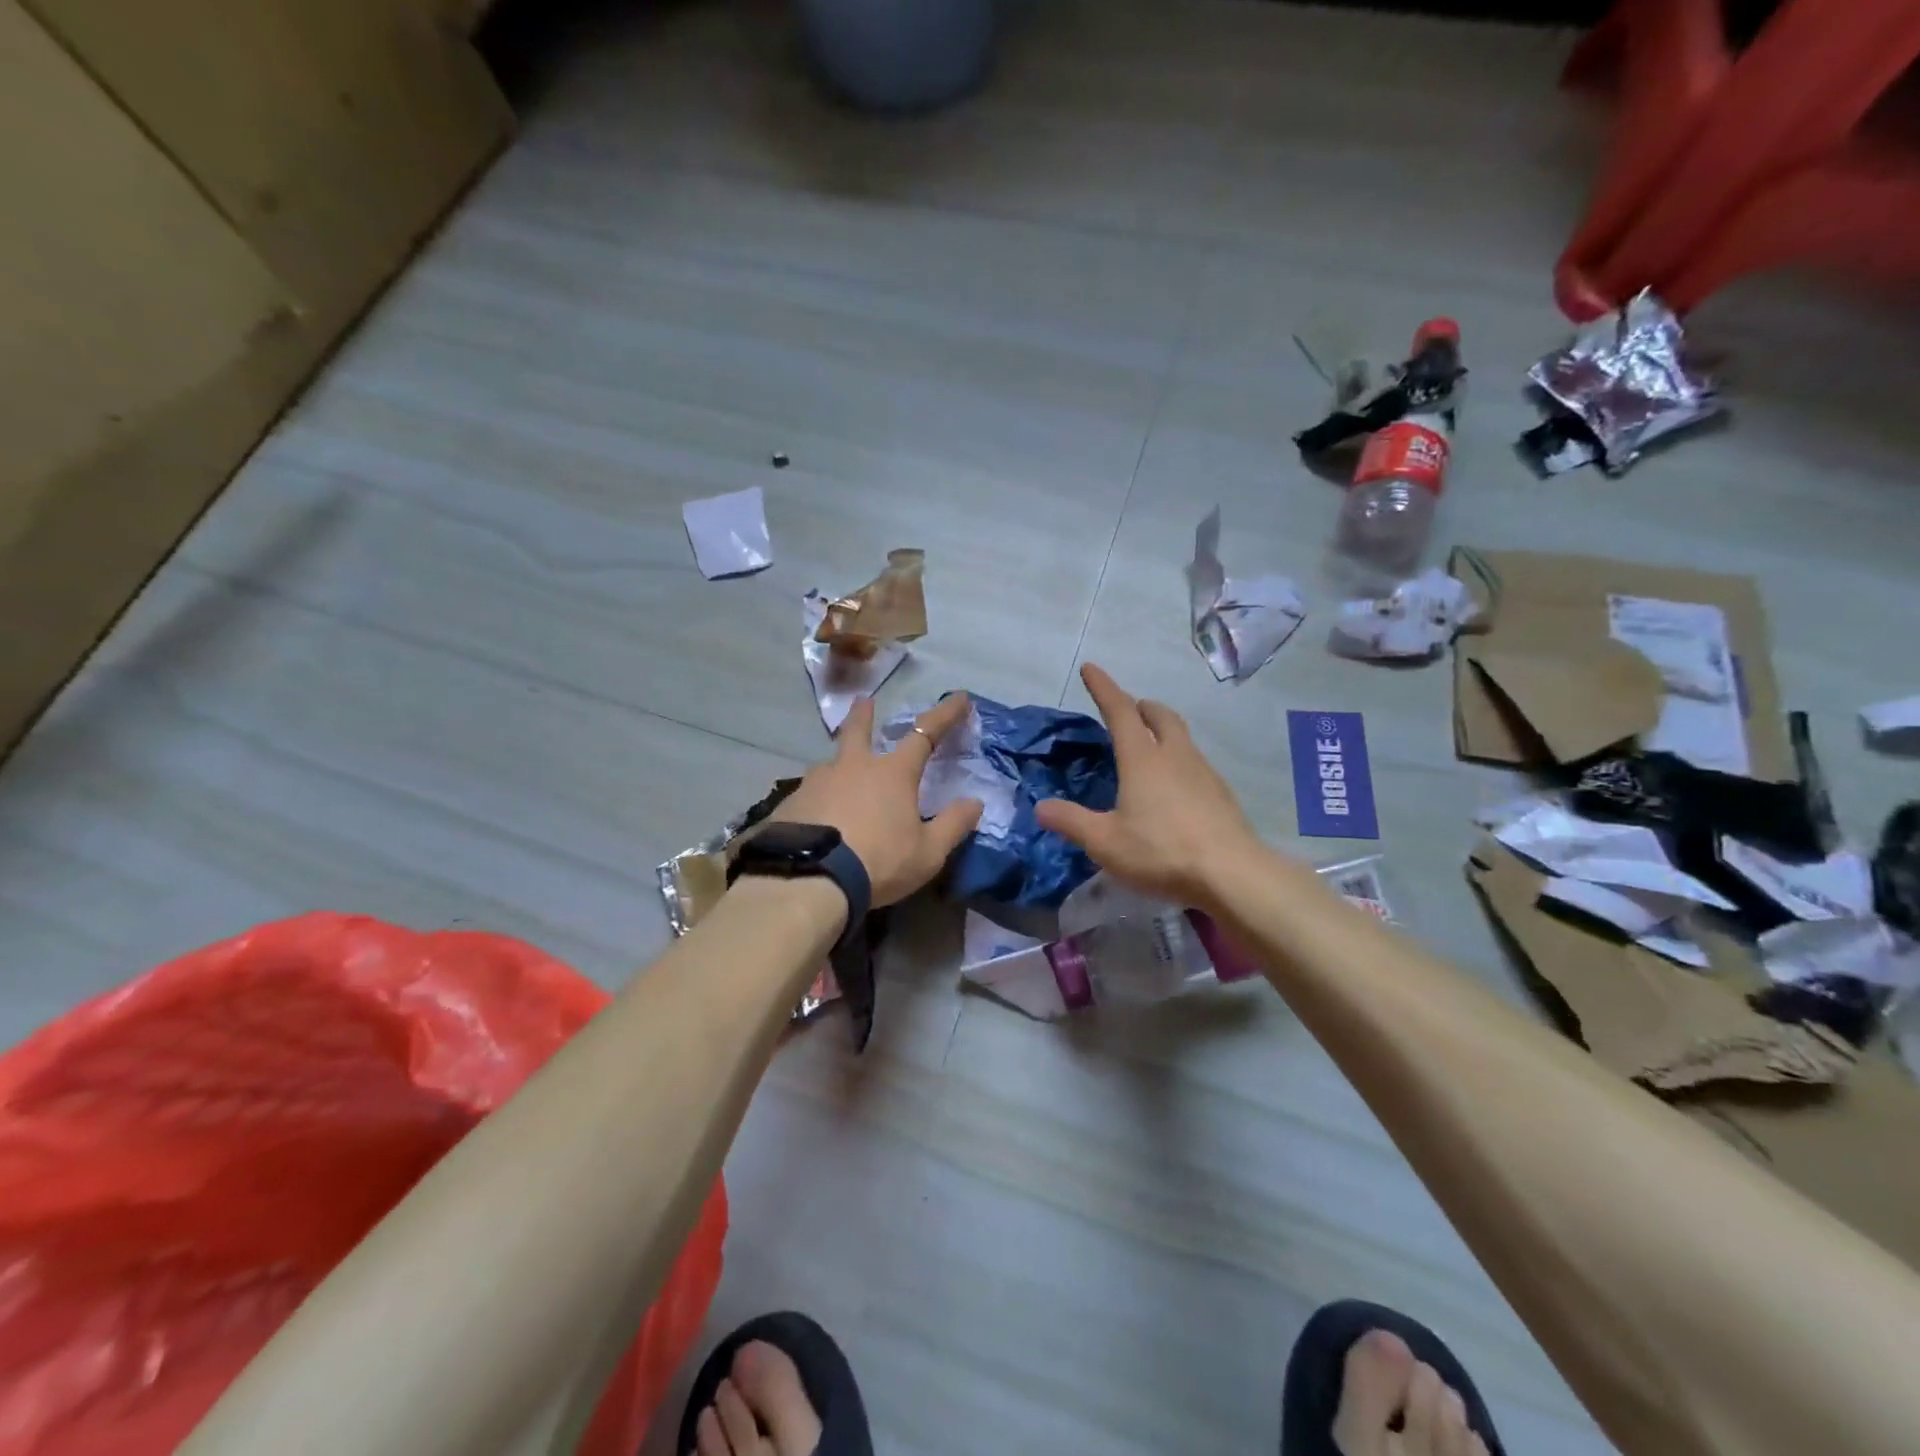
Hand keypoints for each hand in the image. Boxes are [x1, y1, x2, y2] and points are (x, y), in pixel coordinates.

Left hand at [771, 694, 984, 906]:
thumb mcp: (928, 852)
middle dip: (863, 714)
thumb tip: (975, 802)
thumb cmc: (879, 862)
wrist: (811, 880)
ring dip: (838, 764)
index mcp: (892, 773)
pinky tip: (815, 814)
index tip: (959, 698)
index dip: (945, 715)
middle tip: (863, 700)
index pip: (925, 734)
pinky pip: (809, 794)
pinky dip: (818, 798)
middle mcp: (852, 767)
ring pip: (830, 764)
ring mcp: (817, 783)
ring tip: (838, 776)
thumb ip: (953, 825)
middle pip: (857, 731)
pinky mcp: (791, 804)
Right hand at [1036, 664, 1264, 910]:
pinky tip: (1175, 786)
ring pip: (1181, 737)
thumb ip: (1071, 822)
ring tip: (1149, 746)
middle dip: (1142, 706)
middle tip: (1129, 710)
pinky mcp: (1220, 793)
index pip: (1120, 711)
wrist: (1231, 873)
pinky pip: (1195, 762)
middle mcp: (1174, 756)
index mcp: (1142, 759)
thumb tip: (1040, 807)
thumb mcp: (1105, 841)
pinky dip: (1179, 759)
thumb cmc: (1161, 851)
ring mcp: (1203, 772)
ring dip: (1163, 730)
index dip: (1104, 688)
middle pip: (1160, 716)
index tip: (1091, 668)